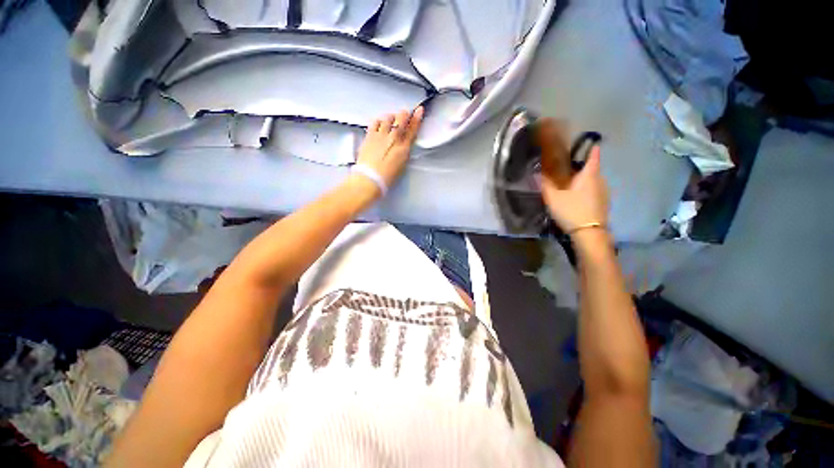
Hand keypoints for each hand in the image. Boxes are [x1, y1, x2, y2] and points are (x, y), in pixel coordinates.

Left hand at [354, 107, 424, 196]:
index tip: (419, 110)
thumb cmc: (386, 177)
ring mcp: (380, 135)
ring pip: (388, 117)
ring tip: (391, 119)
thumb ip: (403, 153)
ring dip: (392, 116)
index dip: (417, 118)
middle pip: (401, 118)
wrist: (370, 178)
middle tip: (404, 114)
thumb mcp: (401, 166)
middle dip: (404, 114)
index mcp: (403, 148)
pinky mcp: (369, 136)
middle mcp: (393, 138)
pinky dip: (379, 120)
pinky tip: (379, 122)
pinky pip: (375, 122)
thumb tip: (403, 146)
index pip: (412, 129)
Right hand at [541, 145, 609, 234]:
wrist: (589, 233)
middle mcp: (600, 181)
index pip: (594, 156)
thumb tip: (536, 174)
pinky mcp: (604, 204)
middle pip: (593, 169)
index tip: (591, 143)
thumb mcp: (553, 197)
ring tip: (571, 185)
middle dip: (582, 168)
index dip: (592, 149)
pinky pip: (595, 191)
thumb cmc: (571, 210)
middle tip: (568, 170)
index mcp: (589, 175)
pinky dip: (588, 190)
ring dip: (585, 181)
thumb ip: (545, 184)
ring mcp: (604, 193)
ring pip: (594, 181)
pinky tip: (578, 198)